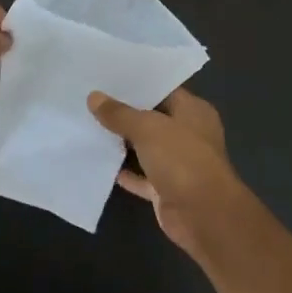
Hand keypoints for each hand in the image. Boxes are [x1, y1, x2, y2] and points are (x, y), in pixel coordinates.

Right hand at [87, 88, 250, 259]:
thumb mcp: (148, 128)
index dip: (137, 85)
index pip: (163, 90)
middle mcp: (188, 134)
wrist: (203, 214)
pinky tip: (99, 162)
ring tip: (88, 126)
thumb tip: (94, 96)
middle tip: (90, 100)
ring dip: (122, 143)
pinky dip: (125, 172)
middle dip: (125, 113)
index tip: (106, 78)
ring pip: (146, 149)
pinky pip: (142, 176)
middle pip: (153, 119)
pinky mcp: (166, 189)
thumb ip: (120, 114)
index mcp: (193, 111)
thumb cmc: (182, 159)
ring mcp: (178, 163)